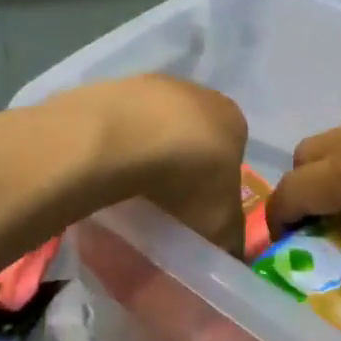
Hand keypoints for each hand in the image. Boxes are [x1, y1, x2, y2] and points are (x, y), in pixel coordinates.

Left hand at [72, 75, 249, 254]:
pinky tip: (106, 166)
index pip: (231, 156)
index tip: (196, 213)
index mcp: (234, 121)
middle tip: (162, 203)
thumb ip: (230, 241)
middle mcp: (199, 93)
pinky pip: (120, 123)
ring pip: (154, 126)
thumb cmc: (186, 181)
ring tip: (130, 188)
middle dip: (180, 166)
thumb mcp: (219, 226)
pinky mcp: (113, 86)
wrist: (124, 139)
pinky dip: (116, 143)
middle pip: (193, 136)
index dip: (214, 187)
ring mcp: (153, 85)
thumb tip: (232, 255)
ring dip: (146, 152)